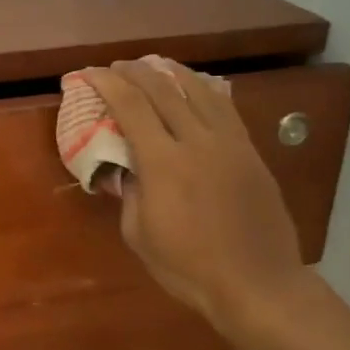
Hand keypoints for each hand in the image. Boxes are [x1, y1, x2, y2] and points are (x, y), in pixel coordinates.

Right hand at [82, 59, 307, 335]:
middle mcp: (197, 142)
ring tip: (156, 64)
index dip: (108, 84)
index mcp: (164, 163)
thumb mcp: (139, 235)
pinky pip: (226, 109)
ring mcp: (230, 144)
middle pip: (163, 90)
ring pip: (200, 91)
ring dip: (173, 73)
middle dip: (135, 72)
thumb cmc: (189, 267)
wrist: (258, 284)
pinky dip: (205, 90)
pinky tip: (197, 87)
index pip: (131, 107)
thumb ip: (130, 194)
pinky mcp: (251, 153)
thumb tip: (129, 169)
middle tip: (117, 66)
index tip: (90, 73)